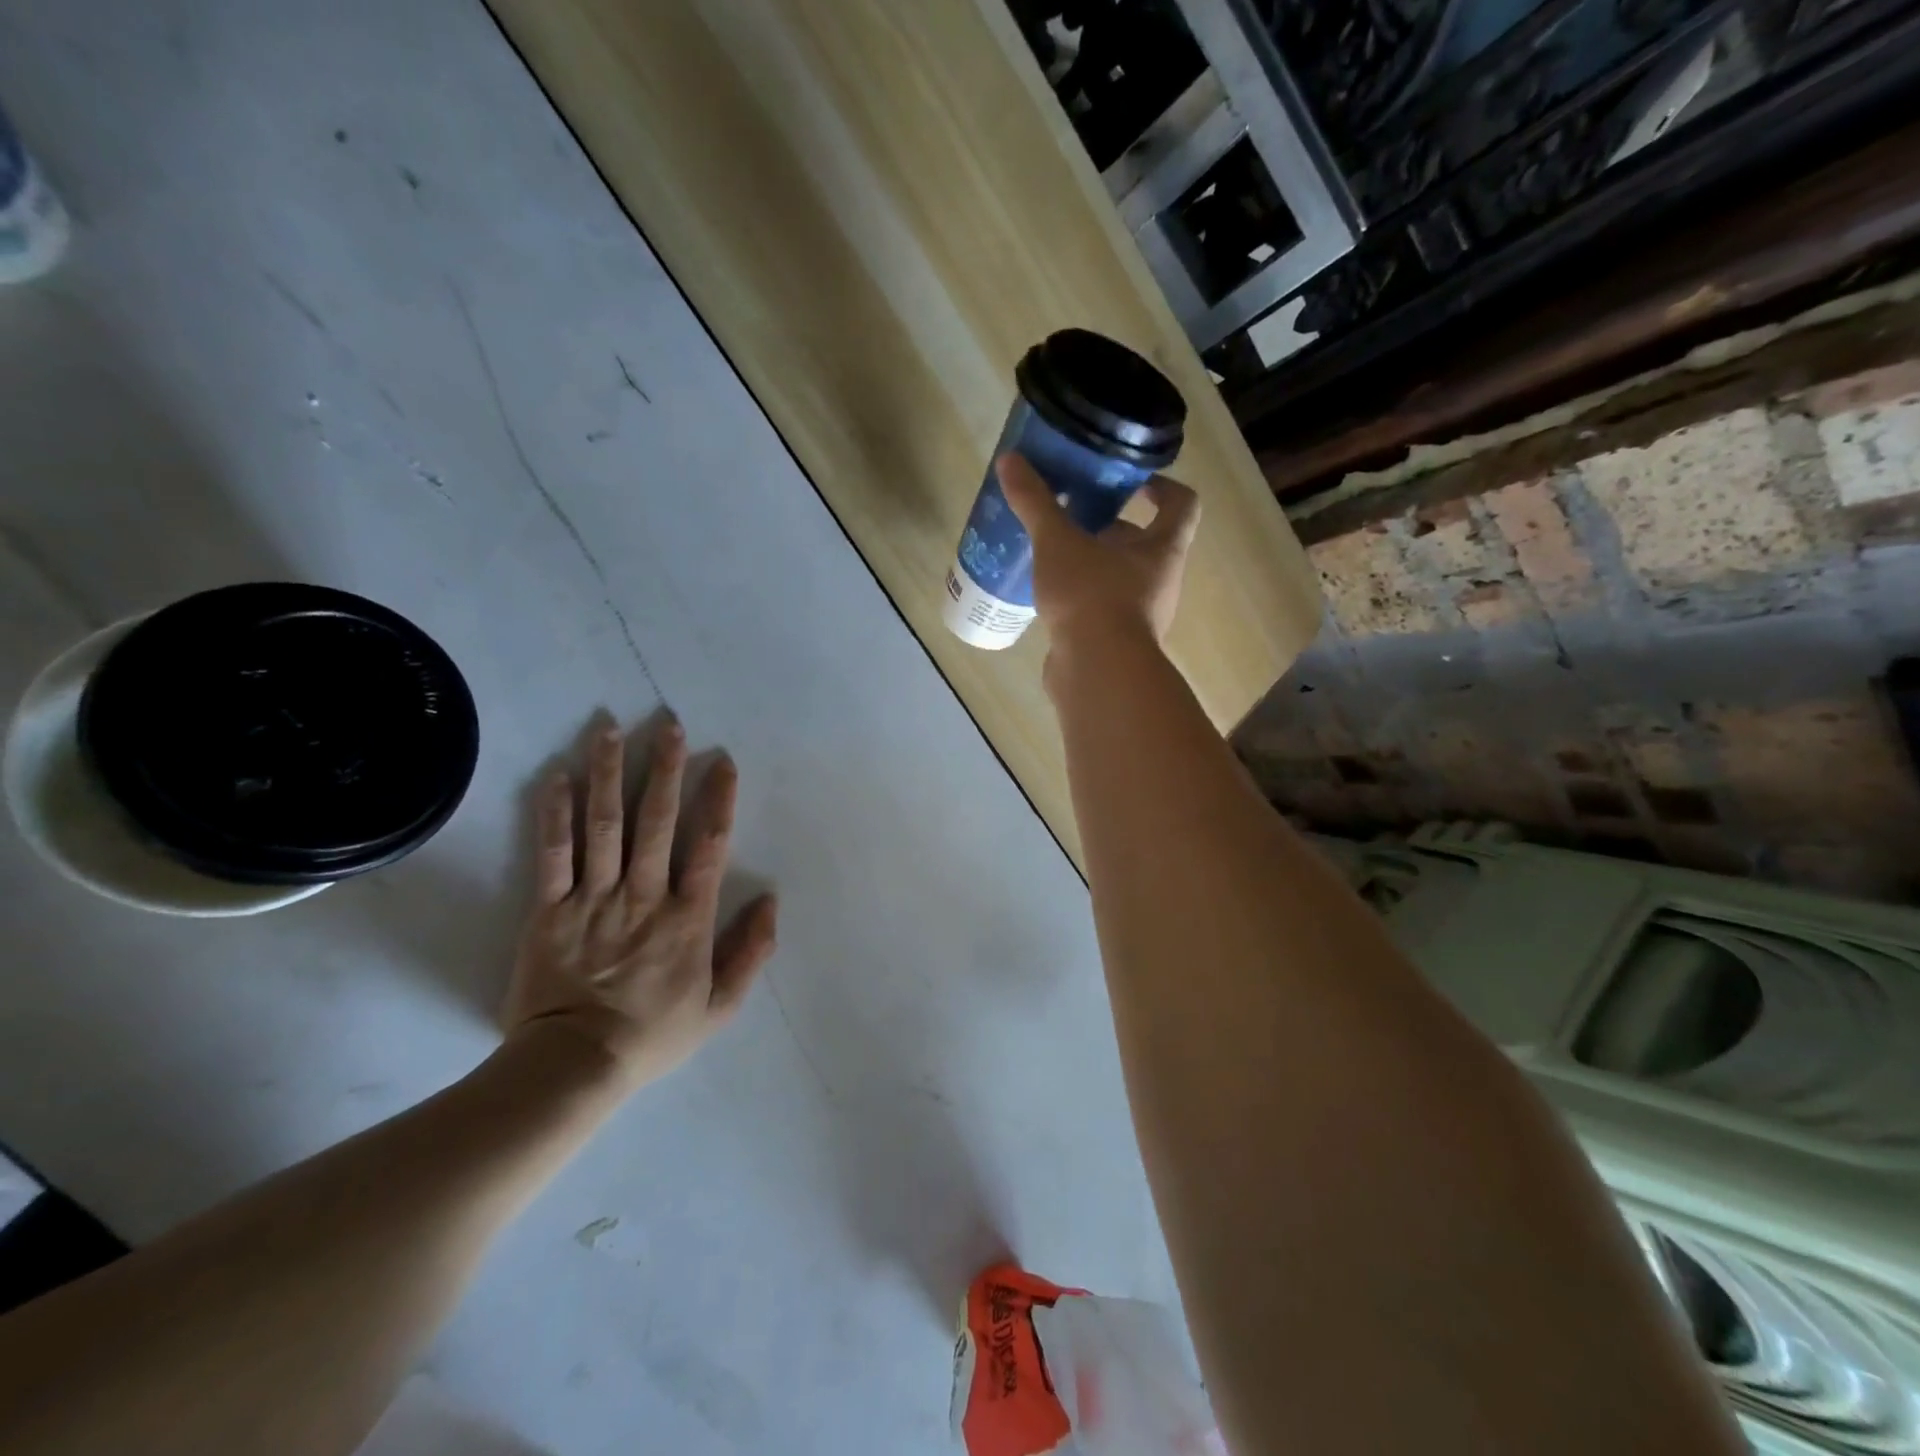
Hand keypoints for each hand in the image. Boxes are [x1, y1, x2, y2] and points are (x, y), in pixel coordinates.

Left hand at [501, 718, 777, 1090]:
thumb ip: (751, 951)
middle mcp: (643, 896)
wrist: (574, 1068)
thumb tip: (771, 899)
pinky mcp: (548, 910)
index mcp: (687, 917)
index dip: (718, 799)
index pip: (708, 846)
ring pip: (604, 825)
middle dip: (665, 769)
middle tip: (669, 724)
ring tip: (609, 729)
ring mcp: (593, 899)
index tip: (722, 760)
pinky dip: (554, 812)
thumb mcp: (721, 1006)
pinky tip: (556, 774)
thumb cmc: (653, 1034)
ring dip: (609, 773)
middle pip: (656, 822)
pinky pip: (553, 854)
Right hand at [996, 452, 1200, 648]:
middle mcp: (1161, 582)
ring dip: (1093, 565)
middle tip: (1073, 517)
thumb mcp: (1058, 542)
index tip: (1130, 482)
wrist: (1097, 672)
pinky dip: (1080, 600)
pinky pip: (1100, 611)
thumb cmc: (1091, 596)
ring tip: (1052, 556)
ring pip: (1120, 579)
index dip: (1162, 487)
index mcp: (1163, 550)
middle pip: (1145, 543)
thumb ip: (1036, 502)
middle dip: (1111, 528)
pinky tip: (1047, 598)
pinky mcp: (1115, 644)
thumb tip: (1010, 460)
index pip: (1182, 505)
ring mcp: (1140, 617)